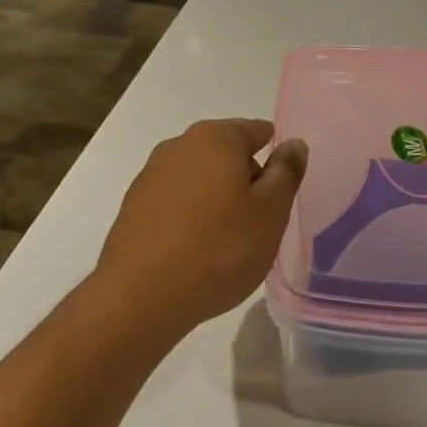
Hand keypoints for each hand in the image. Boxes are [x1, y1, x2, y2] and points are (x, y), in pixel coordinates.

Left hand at [92, 119, 307, 342]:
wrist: (142, 295)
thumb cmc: (220, 248)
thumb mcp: (271, 212)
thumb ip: (286, 172)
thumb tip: (293, 143)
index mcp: (215, 138)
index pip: (256, 131)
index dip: (275, 156)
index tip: (282, 189)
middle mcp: (178, 146)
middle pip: (225, 153)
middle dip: (245, 179)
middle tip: (260, 220)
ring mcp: (150, 176)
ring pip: (198, 178)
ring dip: (216, 199)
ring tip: (228, 240)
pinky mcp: (133, 208)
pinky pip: (175, 202)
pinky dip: (190, 216)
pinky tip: (196, 249)